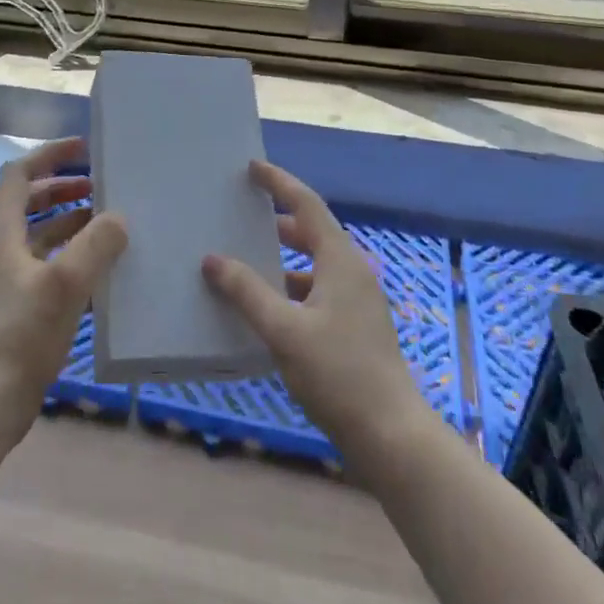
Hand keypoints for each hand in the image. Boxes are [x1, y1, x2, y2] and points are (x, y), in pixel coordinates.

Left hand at [0, 138, 126, 443]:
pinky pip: (44, 262)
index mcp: (0, 234)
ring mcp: (4, 279)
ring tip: (105, 220)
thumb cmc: (20, 336)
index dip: (49, 155)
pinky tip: (97, 266)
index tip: (83, 149)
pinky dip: (68, 252)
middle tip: (99, 184)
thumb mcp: (65, 284)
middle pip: (27, 201)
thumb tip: (118, 217)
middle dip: (62, 186)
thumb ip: (95, 244)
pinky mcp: (14, 305)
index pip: (18, 175)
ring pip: (38, 233)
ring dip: (68, 219)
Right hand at [201, 160, 426, 458]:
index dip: (279, 183)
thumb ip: (247, 292)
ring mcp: (356, 302)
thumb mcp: (285, 330)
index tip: (252, 167)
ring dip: (281, 260)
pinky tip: (265, 310)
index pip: (306, 205)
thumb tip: (212, 259)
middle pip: (311, 232)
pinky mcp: (354, 328)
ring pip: (313, 265)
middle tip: (241, 214)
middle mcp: (351, 272)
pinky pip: (316, 292)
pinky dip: (289, 289)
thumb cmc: (338, 374)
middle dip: (276, 221)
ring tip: (244, 261)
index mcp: (340, 260)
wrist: (391, 436)